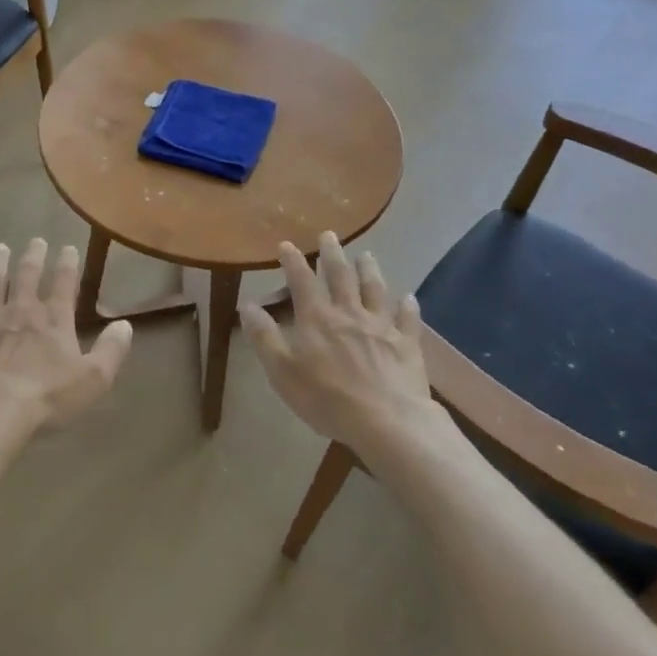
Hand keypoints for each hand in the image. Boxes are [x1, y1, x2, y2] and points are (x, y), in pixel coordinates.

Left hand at [0, 239, 133, 429]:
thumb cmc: (46, 396)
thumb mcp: (93, 379)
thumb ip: (111, 351)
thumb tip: (126, 325)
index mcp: (54, 320)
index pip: (64, 284)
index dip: (68, 265)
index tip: (68, 247)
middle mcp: (21, 312)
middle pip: (27, 277)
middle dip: (33, 257)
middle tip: (35, 240)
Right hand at [239, 231, 431, 449]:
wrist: (387, 421)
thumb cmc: (327, 398)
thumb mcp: (282, 372)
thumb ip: (264, 337)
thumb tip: (247, 305)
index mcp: (317, 319)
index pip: (301, 281)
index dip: (293, 261)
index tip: (287, 244)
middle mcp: (349, 313)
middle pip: (340, 276)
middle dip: (332, 253)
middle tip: (330, 234)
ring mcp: (381, 326)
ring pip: (374, 289)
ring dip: (369, 269)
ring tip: (367, 255)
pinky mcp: (406, 343)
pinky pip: (407, 319)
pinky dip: (408, 306)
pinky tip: (409, 298)